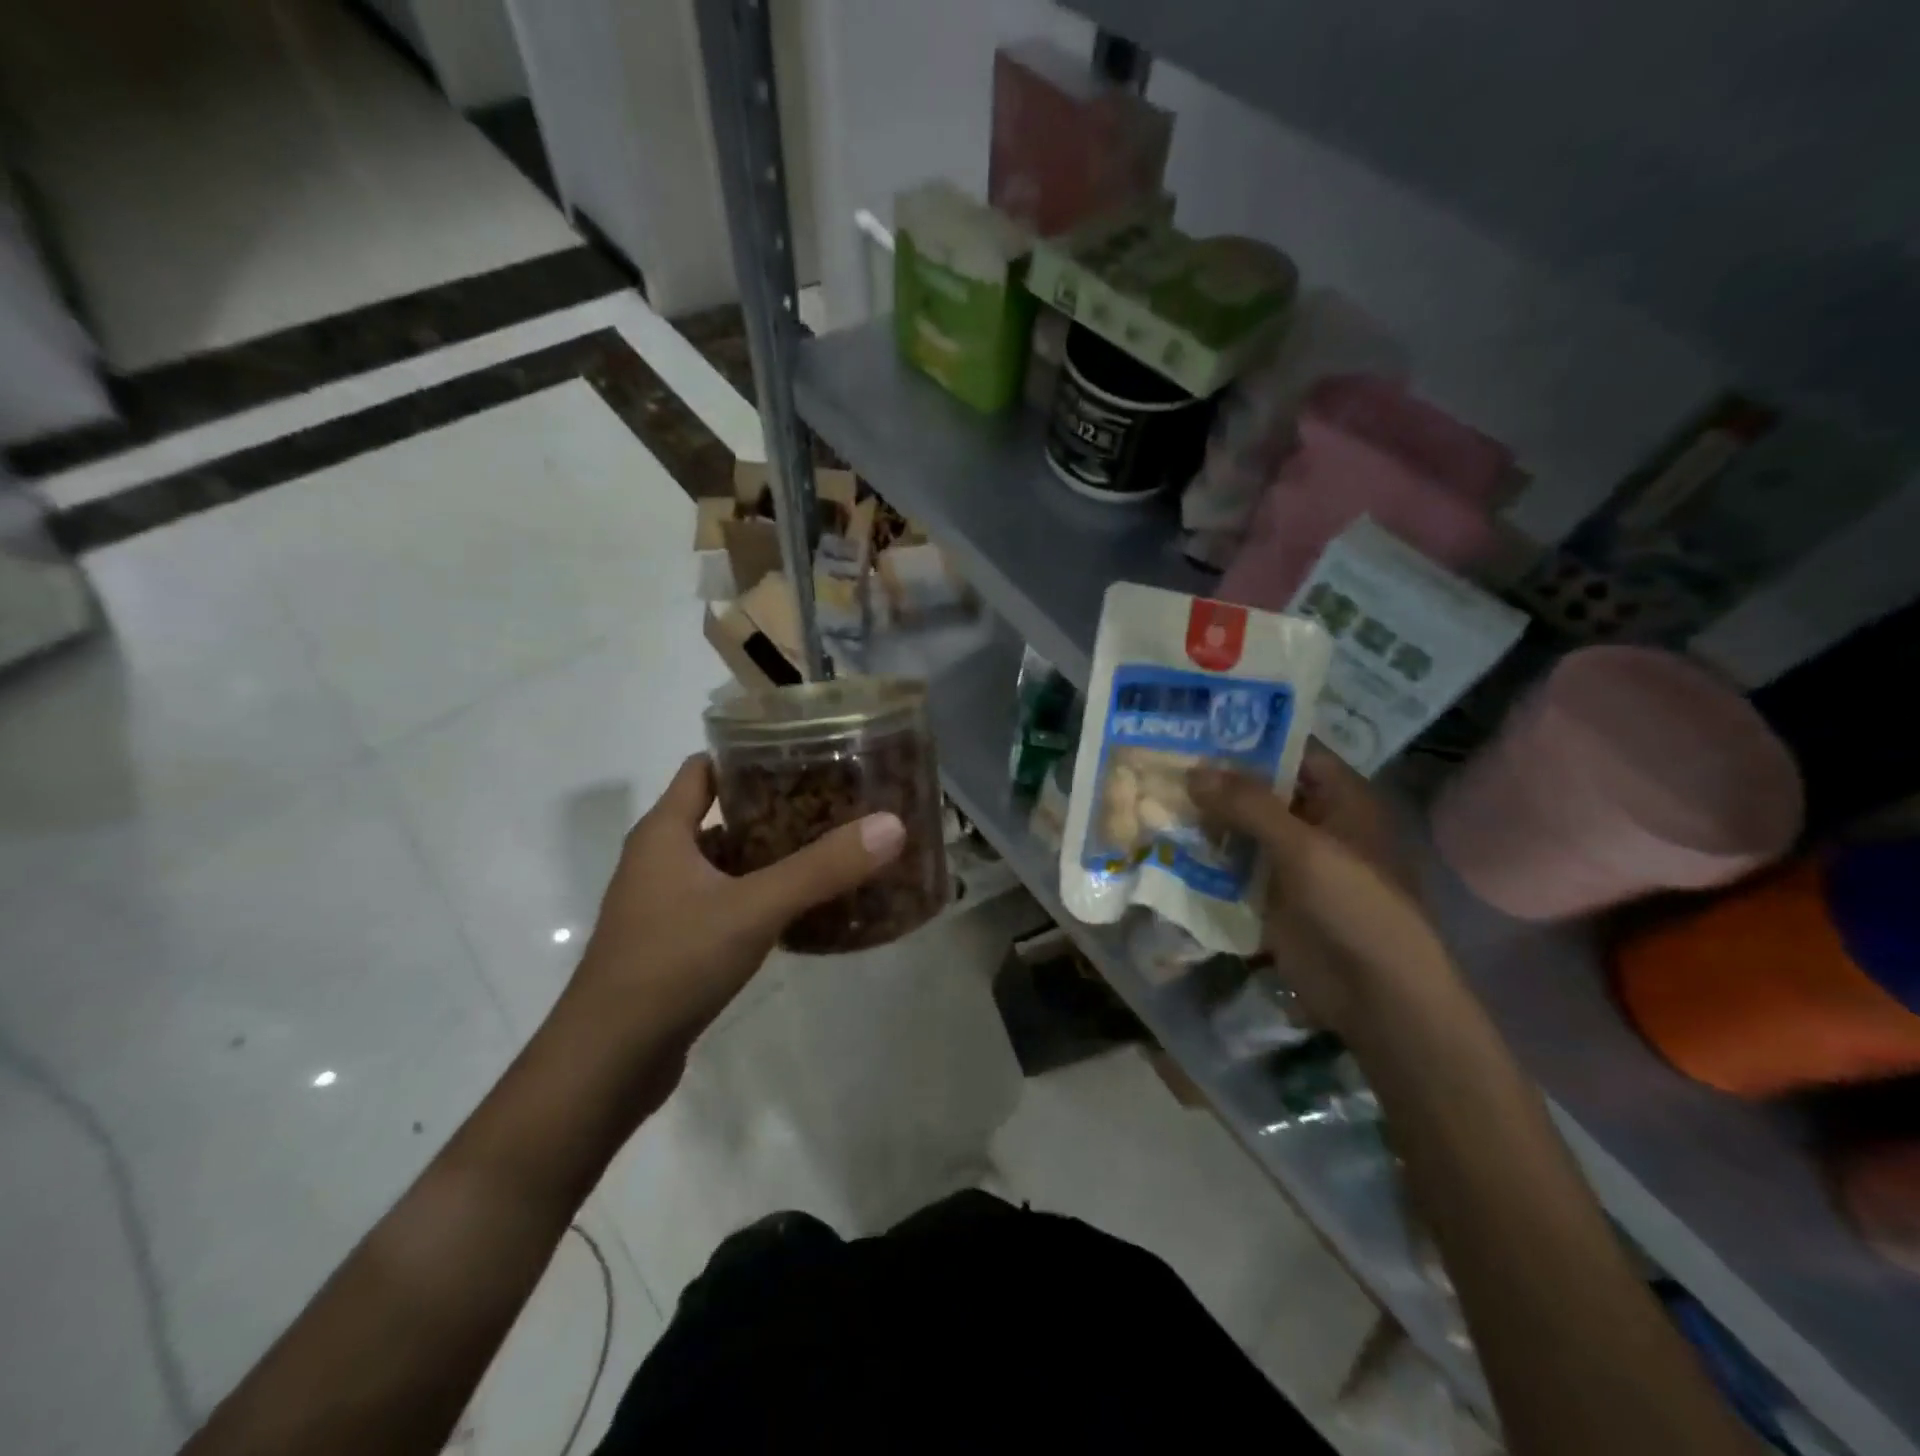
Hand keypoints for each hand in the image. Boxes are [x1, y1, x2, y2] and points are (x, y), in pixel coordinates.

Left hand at [556, 754, 904, 1094]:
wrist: (607, 1062)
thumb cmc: (672, 963)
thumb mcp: (754, 908)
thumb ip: (822, 868)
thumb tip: (891, 824)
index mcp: (664, 833)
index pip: (704, 769)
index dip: (748, 755)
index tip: (805, 753)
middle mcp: (660, 860)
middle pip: (721, 815)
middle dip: (775, 807)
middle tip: (835, 804)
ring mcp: (665, 905)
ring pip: (726, 863)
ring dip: (770, 856)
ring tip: (830, 851)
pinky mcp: (675, 944)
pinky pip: (725, 903)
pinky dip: (760, 897)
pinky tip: (802, 909)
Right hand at [1188, 745, 1448, 1037]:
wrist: (1375, 994)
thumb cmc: (1354, 905)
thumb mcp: (1305, 846)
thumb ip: (1249, 805)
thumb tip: (1193, 771)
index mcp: (1342, 800)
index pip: (1293, 752)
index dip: (1251, 737)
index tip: (1198, 724)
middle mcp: (1317, 823)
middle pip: (1262, 790)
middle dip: (1217, 779)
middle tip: (1162, 758)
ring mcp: (1293, 862)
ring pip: (1243, 828)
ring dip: (1207, 818)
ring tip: (1152, 794)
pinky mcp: (1272, 896)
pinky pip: (1234, 866)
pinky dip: (1206, 856)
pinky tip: (1166, 842)